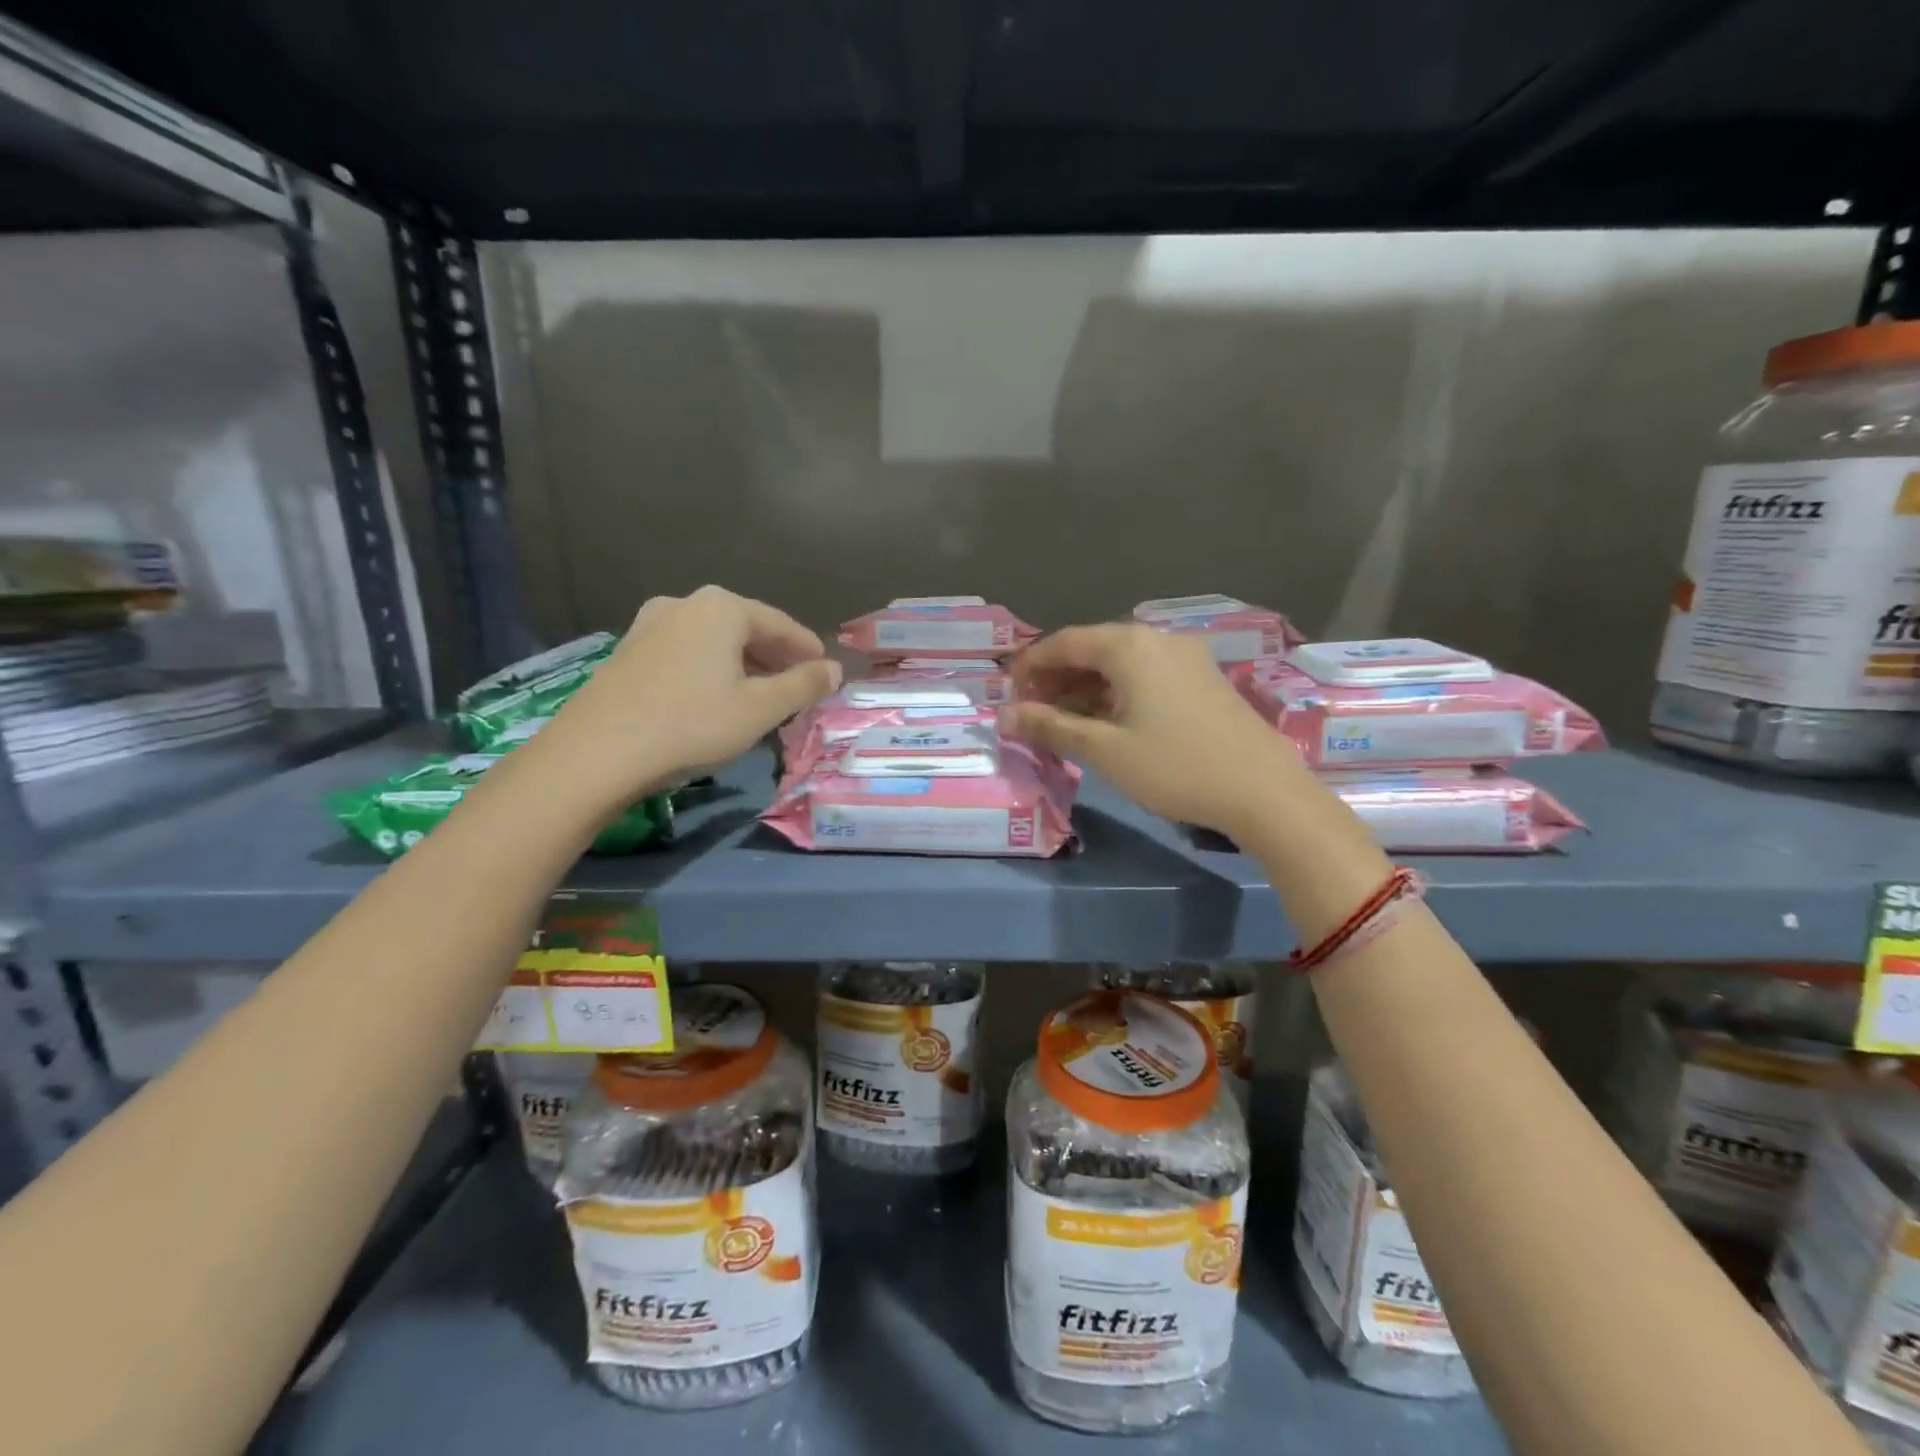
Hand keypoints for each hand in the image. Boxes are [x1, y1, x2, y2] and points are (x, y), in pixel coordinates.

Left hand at [534, 586, 840, 812]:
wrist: (597, 752)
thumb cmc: (691, 723)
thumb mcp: (760, 709)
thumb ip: (803, 685)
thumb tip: (834, 669)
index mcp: (721, 608)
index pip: (780, 624)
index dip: (807, 649)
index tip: (826, 670)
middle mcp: (684, 604)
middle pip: (745, 629)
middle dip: (775, 658)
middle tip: (799, 685)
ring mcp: (649, 626)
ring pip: (714, 642)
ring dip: (743, 665)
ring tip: (762, 695)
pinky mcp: (629, 653)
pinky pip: (687, 655)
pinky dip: (712, 671)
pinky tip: (717, 699)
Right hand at [1002, 624, 1301, 838]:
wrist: (1264, 790)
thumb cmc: (1175, 767)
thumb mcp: (1104, 750)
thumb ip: (1050, 727)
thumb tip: (1004, 715)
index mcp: (1129, 646)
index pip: (1064, 642)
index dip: (1030, 665)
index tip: (1008, 694)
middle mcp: (1156, 639)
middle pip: (1092, 648)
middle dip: (1057, 677)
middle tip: (1032, 711)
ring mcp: (1185, 656)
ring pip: (1120, 662)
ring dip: (1086, 686)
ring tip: (1063, 720)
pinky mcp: (1203, 678)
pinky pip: (1145, 674)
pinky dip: (1117, 691)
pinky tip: (1108, 720)